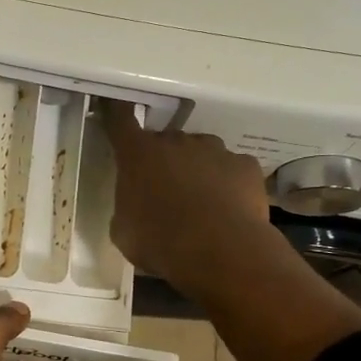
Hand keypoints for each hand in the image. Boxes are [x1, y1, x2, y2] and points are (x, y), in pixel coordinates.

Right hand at [102, 101, 272, 293]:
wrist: (219, 252)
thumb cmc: (159, 242)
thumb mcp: (123, 230)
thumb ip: (127, 206)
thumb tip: (136, 205)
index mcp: (138, 155)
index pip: (121, 121)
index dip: (116, 113)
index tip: (115, 108)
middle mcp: (176, 142)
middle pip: (166, 141)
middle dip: (163, 161)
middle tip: (165, 191)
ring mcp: (214, 150)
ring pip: (202, 153)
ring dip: (197, 170)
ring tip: (201, 203)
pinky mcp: (245, 166)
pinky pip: (232, 170)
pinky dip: (228, 184)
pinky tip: (228, 209)